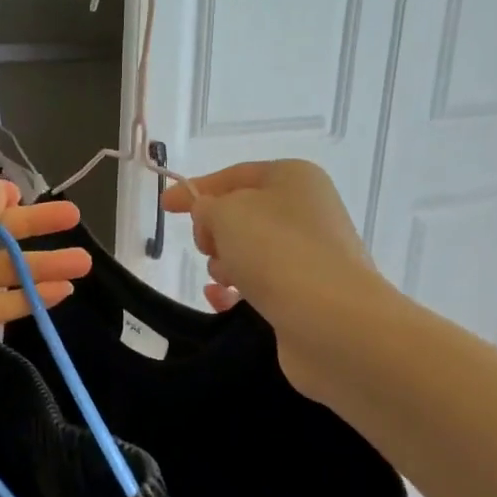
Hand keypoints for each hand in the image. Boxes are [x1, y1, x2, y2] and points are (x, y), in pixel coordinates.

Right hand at [161, 159, 388, 398]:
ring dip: (224, 265)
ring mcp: (309, 255)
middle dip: (214, 231)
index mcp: (293, 178)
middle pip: (241, 215)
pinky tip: (222, 301)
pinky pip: (259, 285)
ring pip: (247, 252)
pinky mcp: (306, 294)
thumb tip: (209, 215)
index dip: (197, 188)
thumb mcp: (227, 212)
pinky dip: (236, 291)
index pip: (235, 175)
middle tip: (208, 246)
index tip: (165, 206)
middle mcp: (306, 211)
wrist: (331, 320)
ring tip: (226, 279)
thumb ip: (206, 206)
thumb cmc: (276, 250)